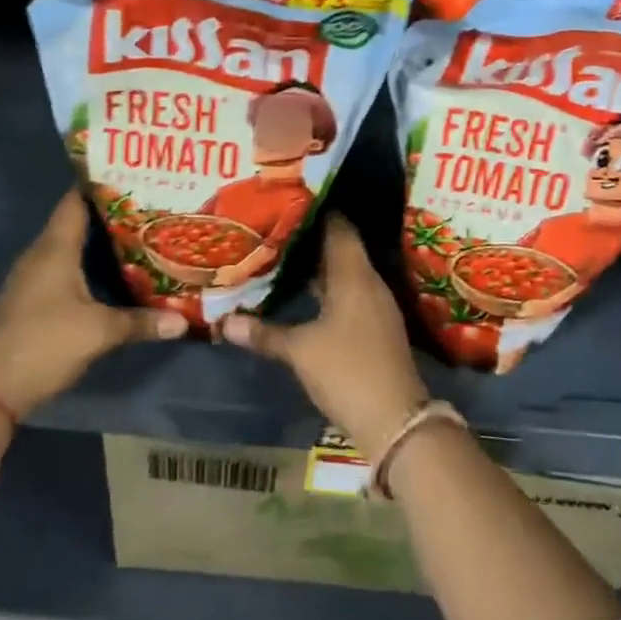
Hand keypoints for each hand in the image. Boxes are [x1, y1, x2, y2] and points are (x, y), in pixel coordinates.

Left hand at [0, 189, 188, 415]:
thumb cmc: (46, 343)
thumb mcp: (100, 332)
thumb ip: (142, 322)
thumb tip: (183, 322)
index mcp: (54, 248)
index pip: (75, 201)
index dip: (101, 186)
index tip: (134, 178)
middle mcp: (40, 255)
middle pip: (75, 222)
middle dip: (110, 214)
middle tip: (149, 208)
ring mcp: (32, 278)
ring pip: (69, 247)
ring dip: (99, 242)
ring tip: (138, 236)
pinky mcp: (32, 299)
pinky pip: (63, 268)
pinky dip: (87, 265)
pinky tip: (112, 274)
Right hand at [218, 216, 428, 456]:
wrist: (396, 420)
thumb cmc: (347, 371)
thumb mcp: (300, 351)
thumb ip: (263, 334)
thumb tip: (224, 322)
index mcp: (354, 275)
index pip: (338, 227)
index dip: (316, 211)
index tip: (288, 199)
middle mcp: (368, 283)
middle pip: (340, 248)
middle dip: (310, 237)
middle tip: (275, 225)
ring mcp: (374, 306)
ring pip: (344, 272)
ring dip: (317, 264)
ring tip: (282, 253)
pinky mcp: (374, 327)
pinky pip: (348, 293)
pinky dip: (326, 288)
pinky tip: (304, 292)